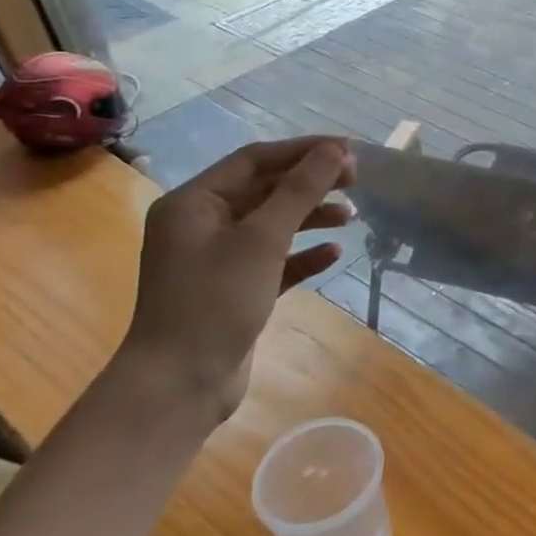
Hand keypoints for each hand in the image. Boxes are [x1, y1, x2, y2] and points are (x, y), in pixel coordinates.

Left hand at [123, 137, 355, 424]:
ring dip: (311, 216)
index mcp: (194, 203)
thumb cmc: (215, 301)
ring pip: (272, 224)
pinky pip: (274, 260)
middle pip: (265, 189)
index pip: (255, 159)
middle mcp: (201, 224)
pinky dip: (303, 254)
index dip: (303, 151)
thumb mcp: (261, 239)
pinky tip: (333, 254)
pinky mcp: (234, 289)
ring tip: (351, 216)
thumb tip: (333, 150)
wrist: (180, 385)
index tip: (349, 151)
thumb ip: (299, 191)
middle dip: (310, 183)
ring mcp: (216, 259)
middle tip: (355, 181)